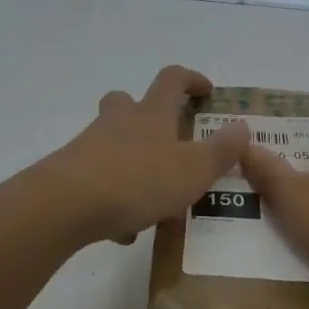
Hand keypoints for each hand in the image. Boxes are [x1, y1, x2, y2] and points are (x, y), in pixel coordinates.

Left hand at [36, 65, 247, 245]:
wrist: (65, 205)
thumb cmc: (138, 180)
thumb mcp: (193, 169)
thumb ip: (221, 150)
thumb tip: (242, 126)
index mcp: (152, 113)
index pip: (172, 79)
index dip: (191, 79)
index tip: (206, 91)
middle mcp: (118, 121)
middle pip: (127, 101)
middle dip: (145, 112)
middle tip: (165, 136)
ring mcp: (89, 146)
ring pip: (110, 141)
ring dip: (130, 159)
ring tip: (151, 197)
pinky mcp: (70, 174)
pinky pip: (97, 179)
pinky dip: (112, 197)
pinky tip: (123, 229)